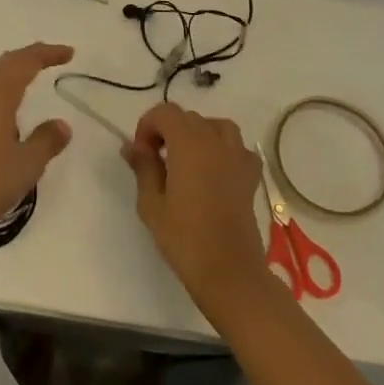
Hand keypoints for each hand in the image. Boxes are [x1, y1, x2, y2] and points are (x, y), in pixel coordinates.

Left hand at [0, 43, 74, 239]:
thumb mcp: (27, 164)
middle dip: (29, 56)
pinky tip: (4, 104)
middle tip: (52, 57)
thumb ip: (46, 141)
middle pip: (5, 63)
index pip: (24, 63)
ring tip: (31, 74)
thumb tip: (62, 124)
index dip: (47, 54)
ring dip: (12, 70)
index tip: (69, 53)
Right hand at [122, 103, 272, 316]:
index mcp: (189, 144)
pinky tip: (214, 169)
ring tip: (184, 159)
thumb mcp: (151, 202)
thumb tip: (132, 146)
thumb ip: (143, 167)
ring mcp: (237, 158)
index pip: (164, 113)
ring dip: (196, 134)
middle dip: (167, 131)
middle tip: (155, 161)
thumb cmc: (184, 237)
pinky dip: (223, 149)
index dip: (147, 126)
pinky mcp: (250, 176)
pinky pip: (237, 148)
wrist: (229, 271)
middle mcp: (215, 143)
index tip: (140, 154)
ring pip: (215, 126)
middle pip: (188, 118)